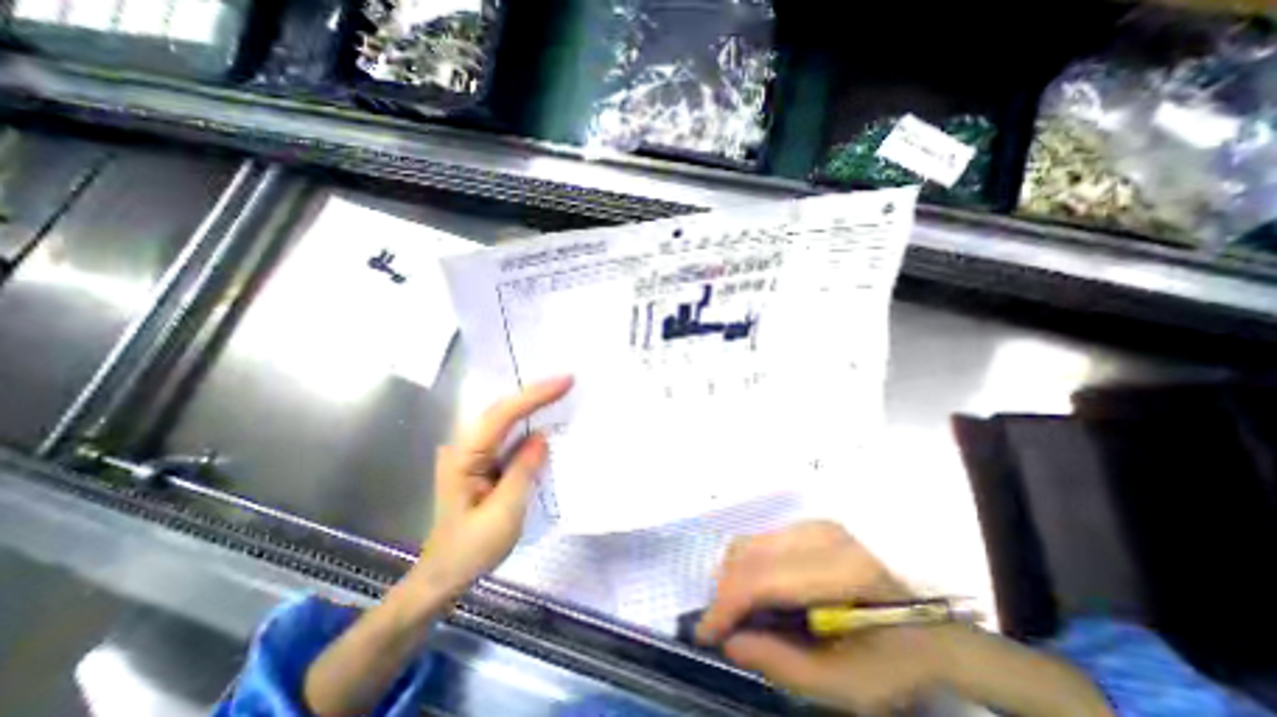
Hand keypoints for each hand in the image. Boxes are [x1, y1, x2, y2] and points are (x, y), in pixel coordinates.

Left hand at [414, 374, 573, 598]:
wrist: (444, 575)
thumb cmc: (471, 549)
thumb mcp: (503, 514)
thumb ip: (523, 471)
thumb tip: (542, 437)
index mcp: (464, 457)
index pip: (501, 415)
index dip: (534, 396)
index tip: (564, 382)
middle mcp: (464, 447)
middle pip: (501, 409)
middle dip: (535, 393)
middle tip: (567, 381)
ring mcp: (472, 453)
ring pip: (503, 418)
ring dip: (531, 403)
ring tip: (560, 391)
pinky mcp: (482, 461)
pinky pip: (507, 432)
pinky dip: (527, 420)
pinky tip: (543, 415)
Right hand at [697, 521, 945, 716]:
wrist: (934, 624)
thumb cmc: (897, 660)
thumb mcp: (849, 685)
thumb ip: (785, 665)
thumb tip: (730, 642)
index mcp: (841, 571)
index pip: (763, 577)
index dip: (727, 605)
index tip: (705, 633)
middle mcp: (822, 534)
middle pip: (749, 552)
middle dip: (725, 590)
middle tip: (722, 626)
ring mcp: (815, 523)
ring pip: (750, 541)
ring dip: (733, 577)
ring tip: (738, 611)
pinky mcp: (809, 524)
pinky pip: (762, 540)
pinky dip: (748, 566)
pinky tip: (756, 592)